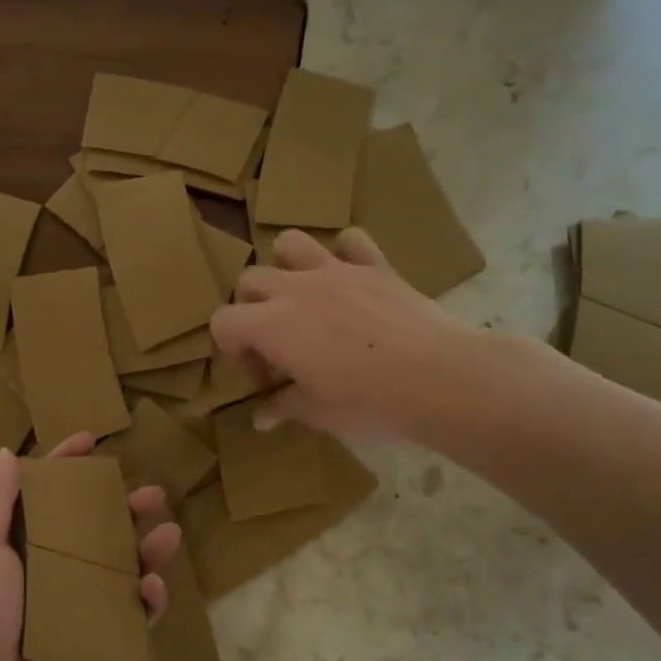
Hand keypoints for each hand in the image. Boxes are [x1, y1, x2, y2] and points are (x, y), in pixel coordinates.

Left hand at [0, 433, 180, 660]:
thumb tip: (5, 452)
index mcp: (21, 544)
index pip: (48, 494)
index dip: (67, 465)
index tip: (92, 440)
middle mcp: (53, 568)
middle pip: (96, 528)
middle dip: (125, 507)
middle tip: (153, 493)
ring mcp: (79, 604)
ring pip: (122, 567)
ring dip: (148, 549)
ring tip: (170, 533)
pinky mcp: (98, 637)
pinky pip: (132, 615)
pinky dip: (148, 600)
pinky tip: (154, 587)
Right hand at [211, 228, 478, 443]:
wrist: (437, 378)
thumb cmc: (366, 401)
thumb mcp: (316, 412)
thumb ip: (283, 407)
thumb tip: (261, 420)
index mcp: (271, 325)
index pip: (223, 322)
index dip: (233, 351)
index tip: (263, 379)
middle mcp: (294, 289)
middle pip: (249, 281)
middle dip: (252, 311)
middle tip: (279, 346)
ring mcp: (335, 271)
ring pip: (290, 244)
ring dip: (286, 266)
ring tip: (302, 297)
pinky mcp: (375, 266)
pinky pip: (351, 240)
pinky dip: (344, 253)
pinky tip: (349, 278)